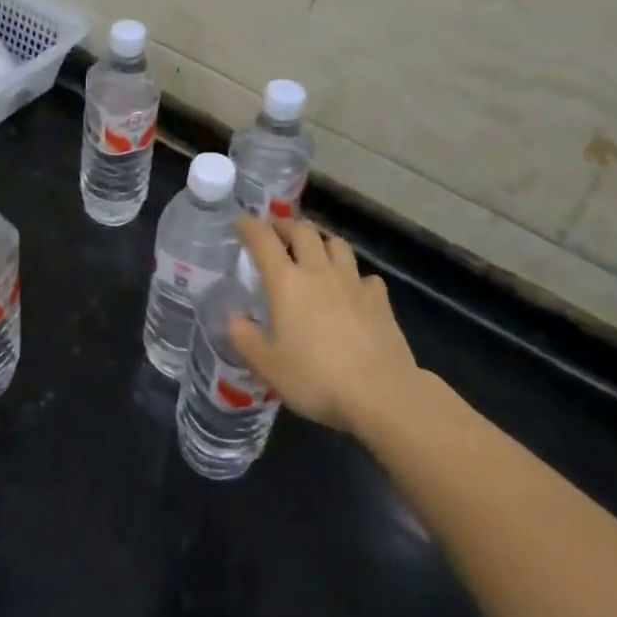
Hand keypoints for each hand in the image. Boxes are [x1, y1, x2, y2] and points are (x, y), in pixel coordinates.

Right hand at [228, 218, 419, 434]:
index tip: (241, 222)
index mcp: (286, 283)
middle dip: (286, 226)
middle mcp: (319, 272)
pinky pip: (365, 275)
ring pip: (337, 244)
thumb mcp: (268, 367)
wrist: (382, 394)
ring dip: (321, 240)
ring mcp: (353, 283)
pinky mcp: (380, 300)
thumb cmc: (317, 379)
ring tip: (314, 250)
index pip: (264, 240)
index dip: (250, 226)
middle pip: (303, 231)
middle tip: (276, 233)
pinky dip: (354, 275)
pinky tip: (352, 288)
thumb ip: (246, 340)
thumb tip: (233, 320)